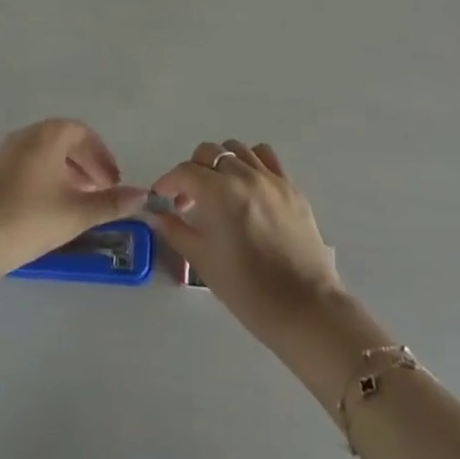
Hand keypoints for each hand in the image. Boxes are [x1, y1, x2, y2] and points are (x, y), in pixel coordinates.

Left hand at [0, 120, 146, 284]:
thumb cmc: (28, 220)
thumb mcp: (76, 213)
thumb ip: (112, 203)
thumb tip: (143, 195)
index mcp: (48, 134)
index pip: (83, 133)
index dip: (103, 157)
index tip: (115, 182)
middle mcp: (27, 135)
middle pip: (66, 142)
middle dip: (88, 166)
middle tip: (103, 193)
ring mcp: (7, 153)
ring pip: (48, 156)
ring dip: (70, 174)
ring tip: (82, 204)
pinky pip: (32, 167)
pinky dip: (50, 180)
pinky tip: (54, 209)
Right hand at [146, 140, 346, 351]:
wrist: (304, 308)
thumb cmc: (247, 291)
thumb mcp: (203, 261)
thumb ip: (175, 230)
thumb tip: (154, 214)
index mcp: (220, 192)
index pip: (185, 171)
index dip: (168, 181)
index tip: (161, 197)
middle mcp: (245, 175)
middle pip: (210, 153)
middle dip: (193, 170)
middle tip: (188, 199)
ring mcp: (272, 178)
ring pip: (238, 150)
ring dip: (221, 163)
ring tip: (218, 190)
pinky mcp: (291, 187)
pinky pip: (266, 158)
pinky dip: (250, 163)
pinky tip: (247, 186)